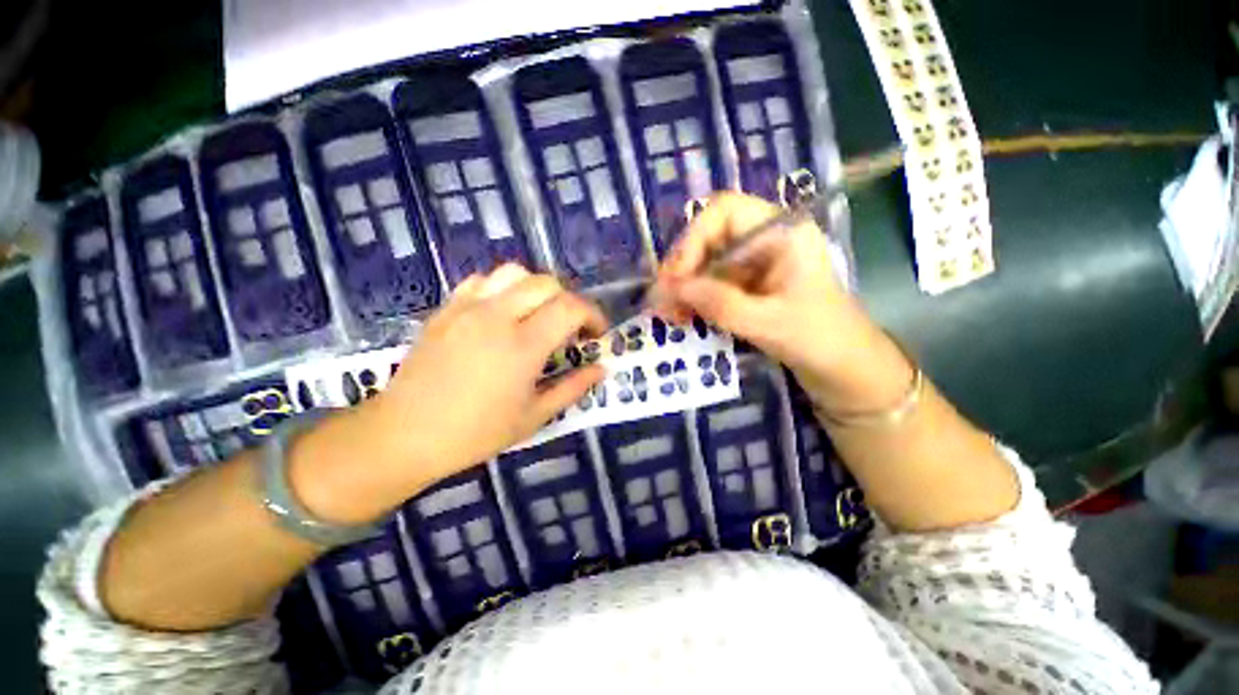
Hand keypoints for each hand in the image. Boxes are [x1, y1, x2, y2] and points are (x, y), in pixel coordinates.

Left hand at [373, 264, 607, 480]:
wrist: (404, 435)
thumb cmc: (475, 433)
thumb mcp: (534, 417)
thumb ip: (573, 388)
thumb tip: (601, 369)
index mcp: (522, 346)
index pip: (571, 307)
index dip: (593, 315)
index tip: (596, 333)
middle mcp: (497, 317)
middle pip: (547, 283)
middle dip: (569, 301)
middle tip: (570, 329)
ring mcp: (467, 308)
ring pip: (514, 273)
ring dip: (537, 290)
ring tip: (538, 315)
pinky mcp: (446, 309)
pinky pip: (482, 281)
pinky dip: (503, 288)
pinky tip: (502, 312)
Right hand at [650, 192, 912, 413]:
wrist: (846, 371)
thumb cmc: (821, 340)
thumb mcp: (769, 323)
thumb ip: (719, 304)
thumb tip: (670, 289)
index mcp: (781, 232)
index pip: (724, 212)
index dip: (692, 240)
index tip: (675, 278)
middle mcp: (764, 241)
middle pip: (708, 238)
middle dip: (682, 269)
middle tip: (662, 302)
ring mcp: (754, 265)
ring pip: (705, 264)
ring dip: (683, 288)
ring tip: (668, 316)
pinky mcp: (747, 288)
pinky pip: (711, 286)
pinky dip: (693, 301)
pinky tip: (682, 318)